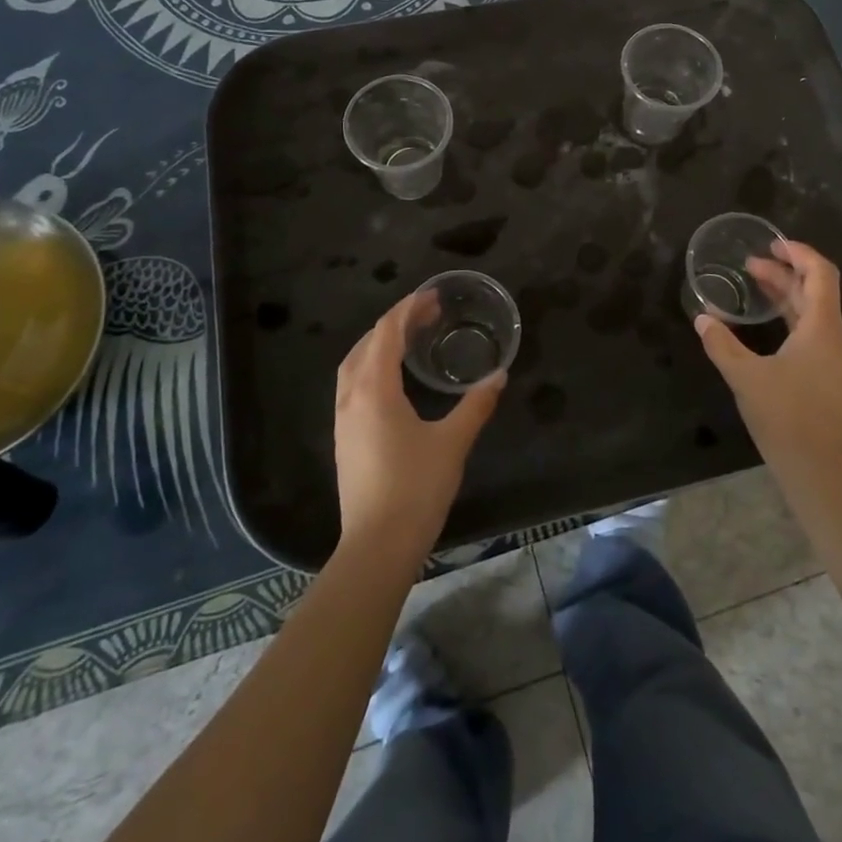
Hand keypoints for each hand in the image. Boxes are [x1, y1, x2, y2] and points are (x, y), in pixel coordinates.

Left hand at [334, 292, 502, 562]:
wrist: (377, 546)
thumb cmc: (416, 488)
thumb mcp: (453, 443)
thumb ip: (476, 404)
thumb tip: (499, 375)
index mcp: (374, 389)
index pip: (387, 332)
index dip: (409, 308)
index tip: (433, 295)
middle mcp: (351, 397)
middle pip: (368, 342)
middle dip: (396, 321)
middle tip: (429, 313)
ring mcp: (343, 418)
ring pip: (354, 363)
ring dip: (380, 342)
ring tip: (410, 337)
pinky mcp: (344, 437)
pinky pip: (352, 383)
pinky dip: (371, 364)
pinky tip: (393, 378)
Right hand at [695, 239, 841, 477]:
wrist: (819, 469)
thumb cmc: (785, 416)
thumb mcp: (745, 377)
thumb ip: (722, 344)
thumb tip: (702, 319)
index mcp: (822, 329)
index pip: (821, 274)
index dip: (799, 253)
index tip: (771, 244)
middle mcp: (833, 338)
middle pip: (814, 291)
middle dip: (784, 272)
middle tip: (749, 264)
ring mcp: (833, 359)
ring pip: (813, 312)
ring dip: (786, 295)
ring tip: (754, 285)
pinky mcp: (827, 376)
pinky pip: (811, 332)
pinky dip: (789, 317)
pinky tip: (766, 325)